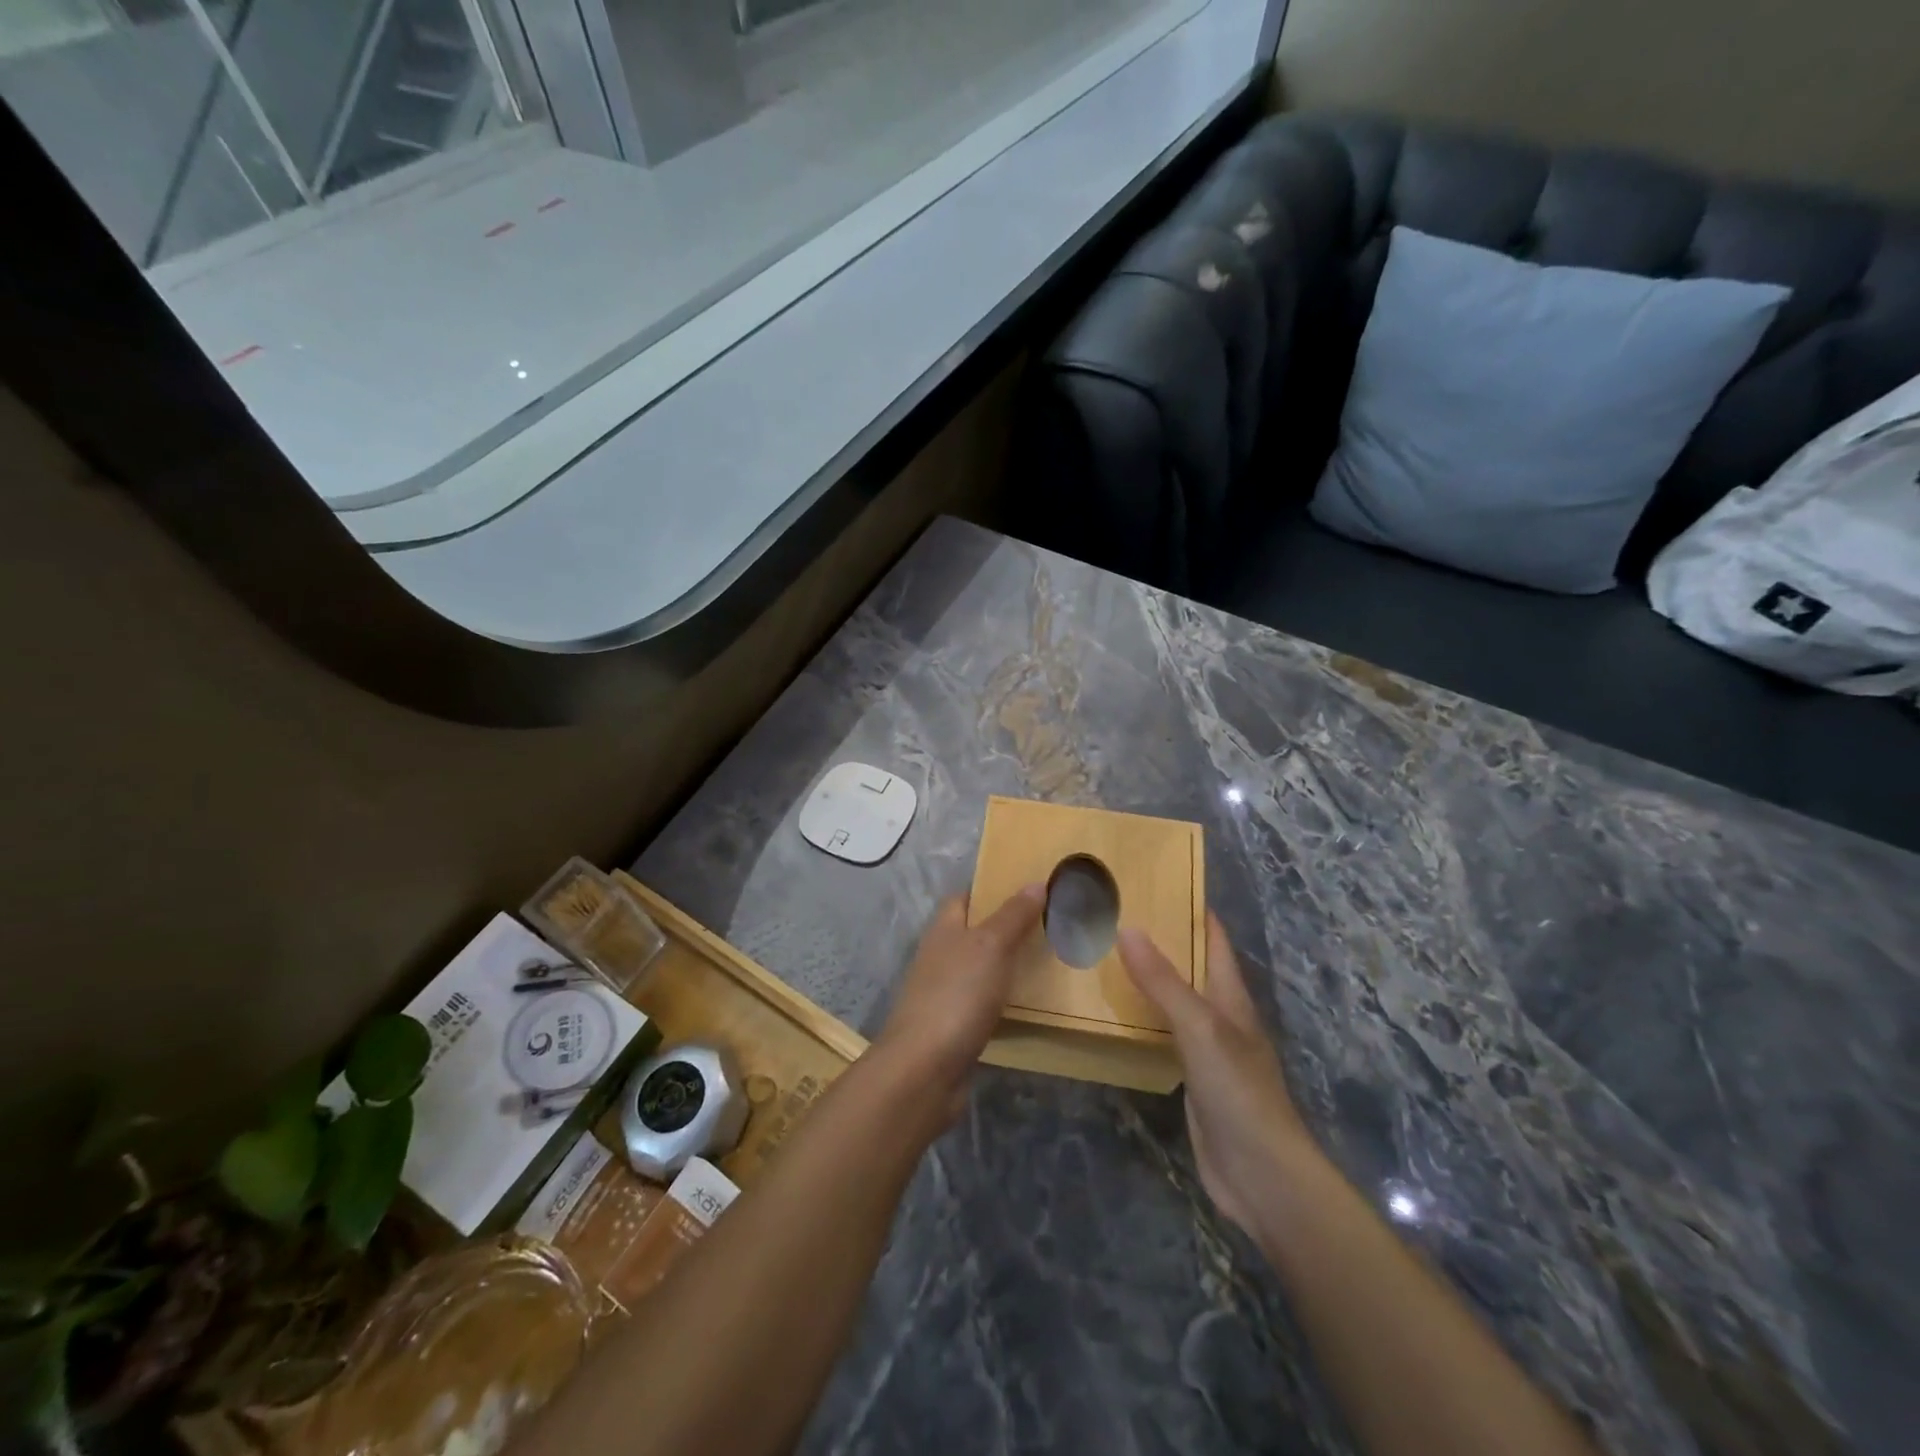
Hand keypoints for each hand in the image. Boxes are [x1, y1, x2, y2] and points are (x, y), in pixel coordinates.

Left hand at [872, 886, 1045, 1126]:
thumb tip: (1035, 882)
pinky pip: (984, 1002)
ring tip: (1049, 960)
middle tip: (1051, 924)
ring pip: (981, 968)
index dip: (993, 889)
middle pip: (975, 932)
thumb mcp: (991, 946)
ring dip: (1008, 965)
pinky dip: (1004, 999)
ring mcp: (945, 992)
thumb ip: (1013, 915)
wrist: (924, 1069)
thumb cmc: (957, 995)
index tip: (1030, 888)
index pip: (966, 897)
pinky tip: (1030, 1003)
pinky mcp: (954, 1026)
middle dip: (1007, 927)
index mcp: (944, 929)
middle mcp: (941, 955)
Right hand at [1120, 916, 1318, 1239]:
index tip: (1158, 882)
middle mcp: (1221, 1016)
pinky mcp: (1192, 1078)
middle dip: (1161, 941)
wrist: (1261, 1174)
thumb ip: (1163, 981)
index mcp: (1231, 996)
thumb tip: (1128, 928)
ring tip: (1106, 955)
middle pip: (1191, 967)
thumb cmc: (1238, 1090)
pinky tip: (1117, 1014)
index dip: (1193, 910)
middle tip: (1116, 915)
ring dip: (1149, 979)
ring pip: (1175, 1000)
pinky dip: (1144, 1018)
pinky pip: (1164, 1035)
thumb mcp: (1199, 1027)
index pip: (1213, 940)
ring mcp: (1208, 1049)